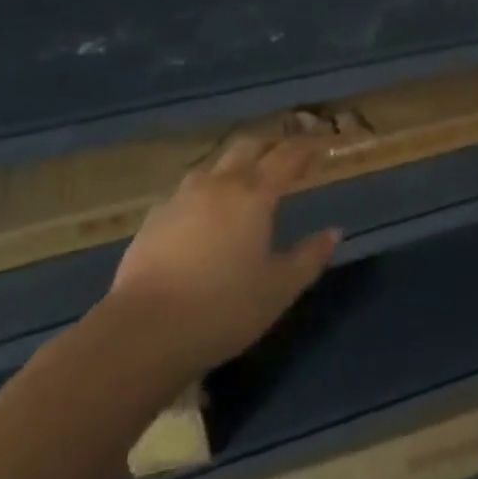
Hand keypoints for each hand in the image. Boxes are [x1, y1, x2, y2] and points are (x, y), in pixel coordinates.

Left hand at [103, 132, 339, 373]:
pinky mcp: (154, 219)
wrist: (144, 332)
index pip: (287, 157)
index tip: (320, 146)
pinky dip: (204, 192)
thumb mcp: (279, 289)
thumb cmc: (223, 308)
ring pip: (213, 166)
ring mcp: (181, 198)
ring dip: (234, 166)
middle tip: (285, 156)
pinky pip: (186, 192)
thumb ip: (309, 258)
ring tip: (243, 181)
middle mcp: (218, 185)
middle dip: (269, 146)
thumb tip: (333, 233)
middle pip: (247, 147)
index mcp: (254, 194)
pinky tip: (202, 213)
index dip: (306, 148)